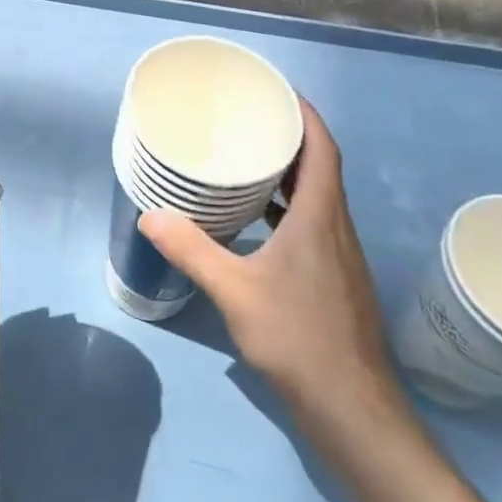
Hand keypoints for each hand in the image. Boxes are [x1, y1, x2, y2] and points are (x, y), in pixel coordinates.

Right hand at [137, 100, 413, 460]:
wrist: (352, 409)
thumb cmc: (297, 338)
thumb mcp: (235, 291)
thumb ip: (192, 250)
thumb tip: (149, 216)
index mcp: (319, 217)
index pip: (323, 148)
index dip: (306, 114)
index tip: (278, 91)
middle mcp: (336, 227)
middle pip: (321, 167)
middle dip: (290, 138)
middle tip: (249, 119)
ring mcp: (339, 255)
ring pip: (317, 197)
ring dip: (289, 174)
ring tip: (247, 161)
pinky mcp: (335, 278)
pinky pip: (312, 223)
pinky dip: (287, 208)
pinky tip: (256, 222)